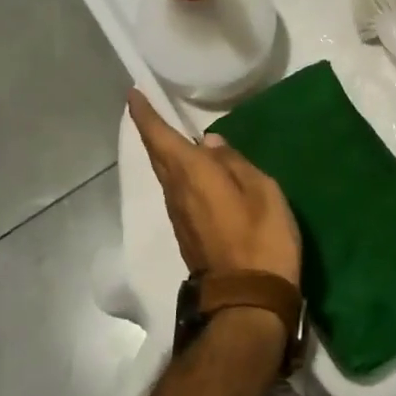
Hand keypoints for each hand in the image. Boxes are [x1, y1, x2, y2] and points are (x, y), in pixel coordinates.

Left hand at [127, 89, 301, 287]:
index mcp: (192, 174)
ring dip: (166, 153)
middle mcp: (177, 192)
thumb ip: (233, 162)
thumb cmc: (260, 238)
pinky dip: (180, 173)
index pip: (159, 137)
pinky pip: (178, 192)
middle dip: (152, 131)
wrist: (247, 302)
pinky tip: (195, 171)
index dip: (144, 115)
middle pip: (158, 156)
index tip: (133, 94)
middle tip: (151, 109)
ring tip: (176, 135)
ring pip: (167, 175)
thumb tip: (208, 142)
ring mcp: (179, 217)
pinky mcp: (187, 234)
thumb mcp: (261, 191)